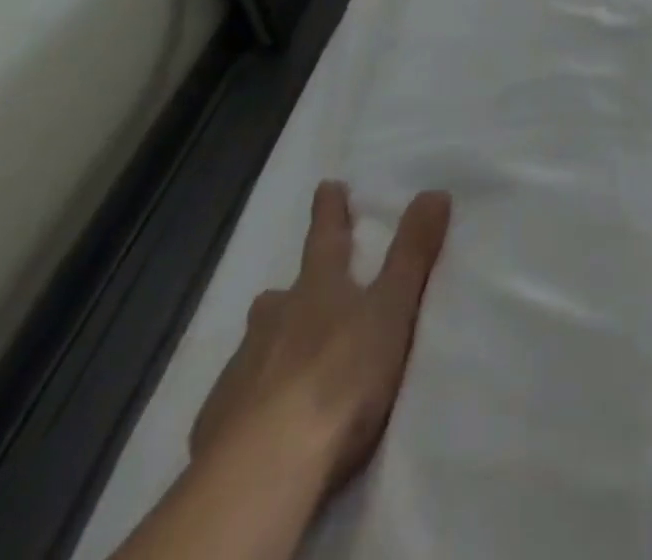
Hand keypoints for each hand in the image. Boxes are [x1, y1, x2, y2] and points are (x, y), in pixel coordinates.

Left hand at [190, 181, 450, 492]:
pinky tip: (256, 416)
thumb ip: (413, 253)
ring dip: (270, 342)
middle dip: (290, 291)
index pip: (326, 239)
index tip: (327, 185)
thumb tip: (435, 191)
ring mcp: (241, 371)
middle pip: (280, 296)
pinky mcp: (217, 424)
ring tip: (281, 356)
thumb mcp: (392, 309)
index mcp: (317, 290)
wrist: (266, 467)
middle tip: (296, 292)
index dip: (330, 212)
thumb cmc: (340, 376)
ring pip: (255, 344)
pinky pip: (235, 398)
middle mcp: (274, 320)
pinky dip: (249, 396)